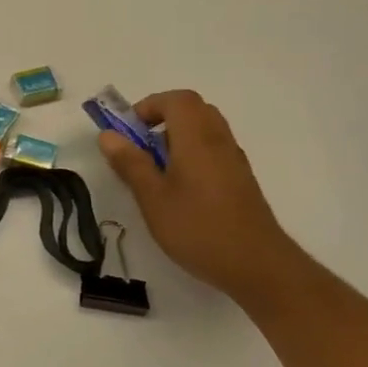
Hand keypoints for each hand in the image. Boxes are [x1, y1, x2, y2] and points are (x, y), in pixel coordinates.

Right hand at [98, 90, 306, 304]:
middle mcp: (219, 141)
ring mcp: (234, 160)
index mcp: (197, 139)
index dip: (149, 106)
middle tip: (140, 145)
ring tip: (156, 169)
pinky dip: (191, 153)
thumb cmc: (199, 229)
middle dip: (162, 118)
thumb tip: (108, 135)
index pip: (177, 100)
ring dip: (176, 136)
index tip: (128, 131)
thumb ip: (130, 163)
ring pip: (205, 129)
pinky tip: (179, 188)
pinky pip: (213, 149)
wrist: (258, 266)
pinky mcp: (240, 180)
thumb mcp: (152, 198)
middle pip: (193, 109)